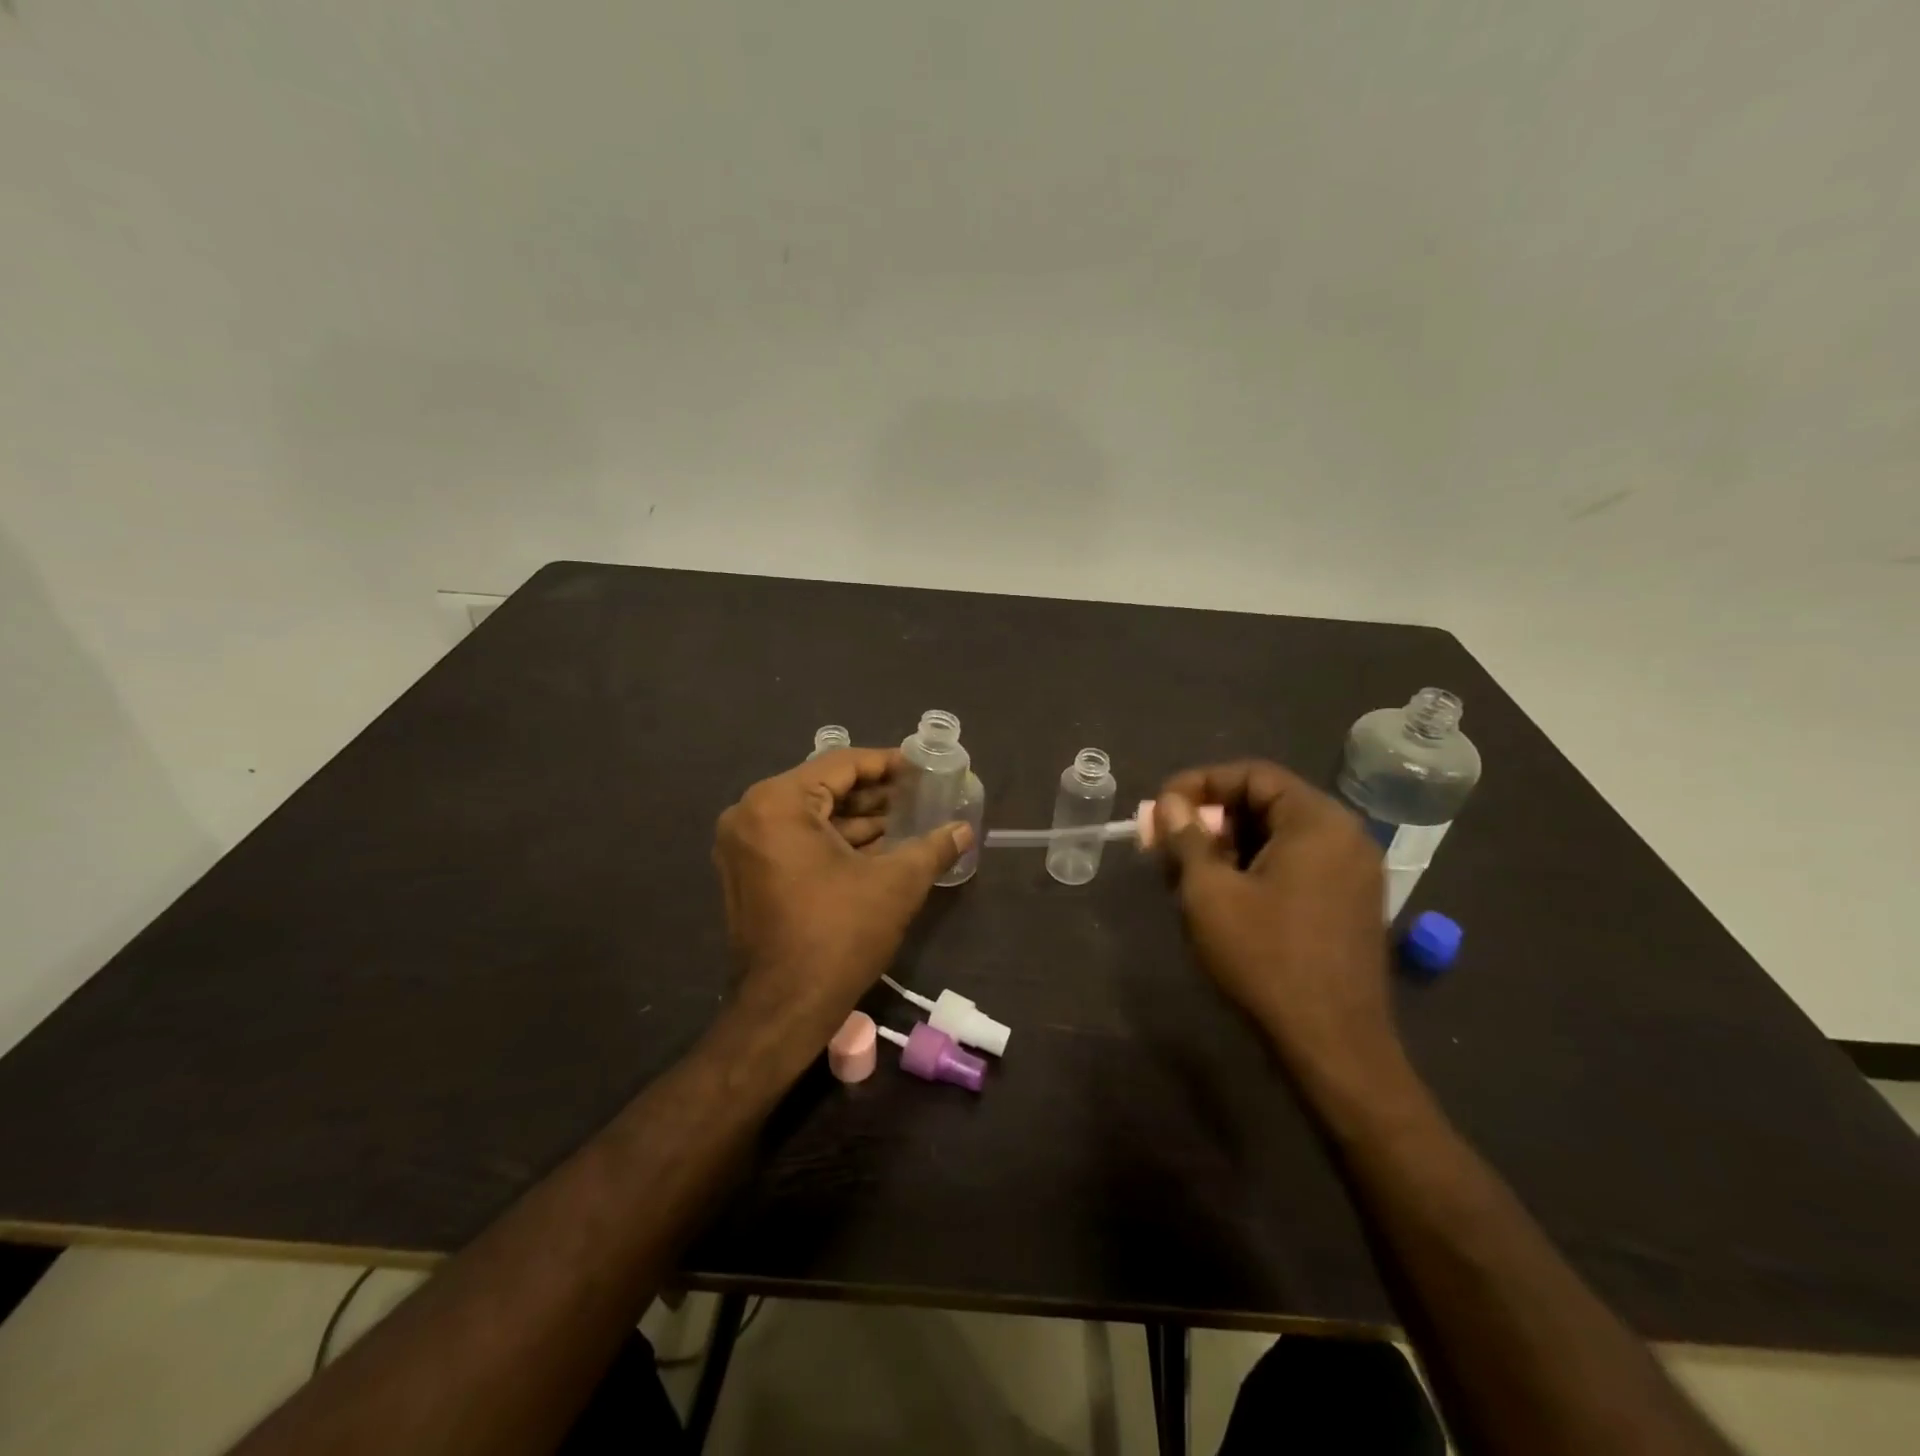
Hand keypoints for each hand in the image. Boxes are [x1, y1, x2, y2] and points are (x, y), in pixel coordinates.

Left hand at [713, 748, 967, 1044]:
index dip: (886, 763)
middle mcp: (750, 815)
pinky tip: (878, 845)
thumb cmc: (839, 935)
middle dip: (873, 794)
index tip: (920, 767)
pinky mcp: (748, 873)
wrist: (785, 1009)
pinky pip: (796, 840)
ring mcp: (744, 846)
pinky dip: (834, 841)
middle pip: (823, 788)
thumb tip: (964, 830)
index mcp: (777, 804)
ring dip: (856, 819)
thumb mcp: (895, 884)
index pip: (840, 765)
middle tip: (918, 794)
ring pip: (810, 816)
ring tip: (906, 818)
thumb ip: (932, 847)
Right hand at [1154, 761, 1396, 1079]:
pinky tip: (1221, 895)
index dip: (1199, 783)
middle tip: (1167, 841)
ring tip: (1185, 871)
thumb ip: (1186, 837)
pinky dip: (1255, 868)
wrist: (1332, 1046)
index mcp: (1318, 822)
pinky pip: (1296, 865)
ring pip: (1279, 837)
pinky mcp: (1349, 905)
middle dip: (1210, 817)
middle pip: (1267, 803)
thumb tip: (1169, 802)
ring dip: (1228, 845)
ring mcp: (1353, 873)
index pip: (1252, 774)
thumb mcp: (1209, 892)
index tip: (1161, 807)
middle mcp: (1345, 837)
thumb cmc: (1265, 959)